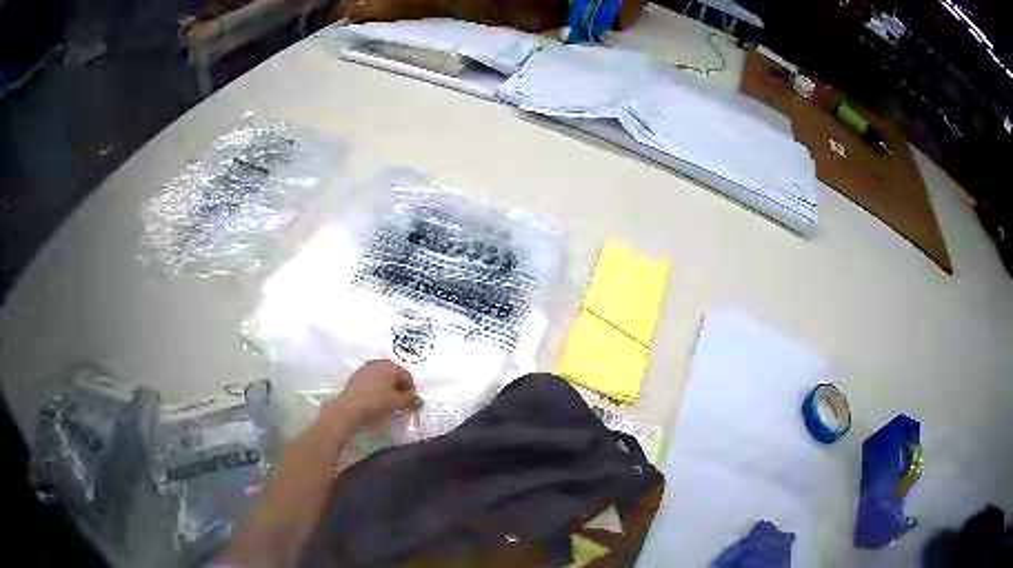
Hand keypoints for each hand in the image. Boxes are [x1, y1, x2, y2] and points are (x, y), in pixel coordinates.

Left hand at [325, 359, 422, 424]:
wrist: (349, 406)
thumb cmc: (376, 401)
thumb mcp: (397, 402)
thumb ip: (410, 400)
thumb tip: (420, 401)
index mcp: (390, 365)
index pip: (407, 376)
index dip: (411, 390)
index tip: (410, 402)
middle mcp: (378, 363)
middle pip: (394, 375)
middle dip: (399, 387)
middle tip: (400, 402)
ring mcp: (365, 368)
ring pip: (382, 377)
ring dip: (387, 387)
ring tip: (388, 401)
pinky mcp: (355, 376)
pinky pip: (371, 381)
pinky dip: (376, 388)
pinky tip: (375, 399)